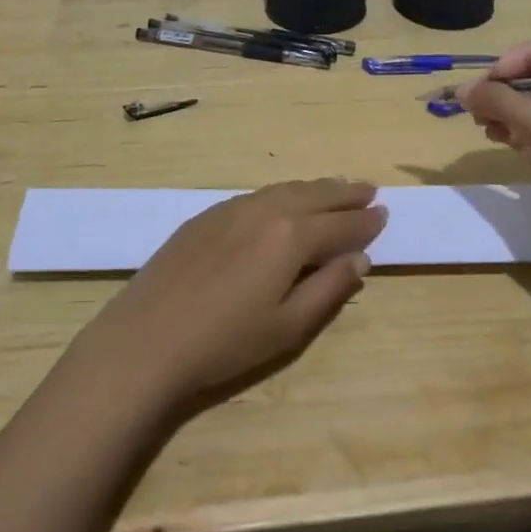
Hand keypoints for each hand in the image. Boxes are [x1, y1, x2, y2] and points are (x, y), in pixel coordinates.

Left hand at [67, 179, 386, 418]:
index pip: (339, 224)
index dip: (364, 221)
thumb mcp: (288, 327)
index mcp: (290, 237)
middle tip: (369, 190)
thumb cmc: (225, 343)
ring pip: (284, 189)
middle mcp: (264, 210)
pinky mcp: (205, 216)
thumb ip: (329, 289)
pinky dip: (282, 193)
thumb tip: (358, 259)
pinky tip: (284, 201)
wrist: (146, 340)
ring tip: (335, 188)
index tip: (384, 214)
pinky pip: (256, 195)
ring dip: (314, 188)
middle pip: (314, 195)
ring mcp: (231, 209)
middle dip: (344, 194)